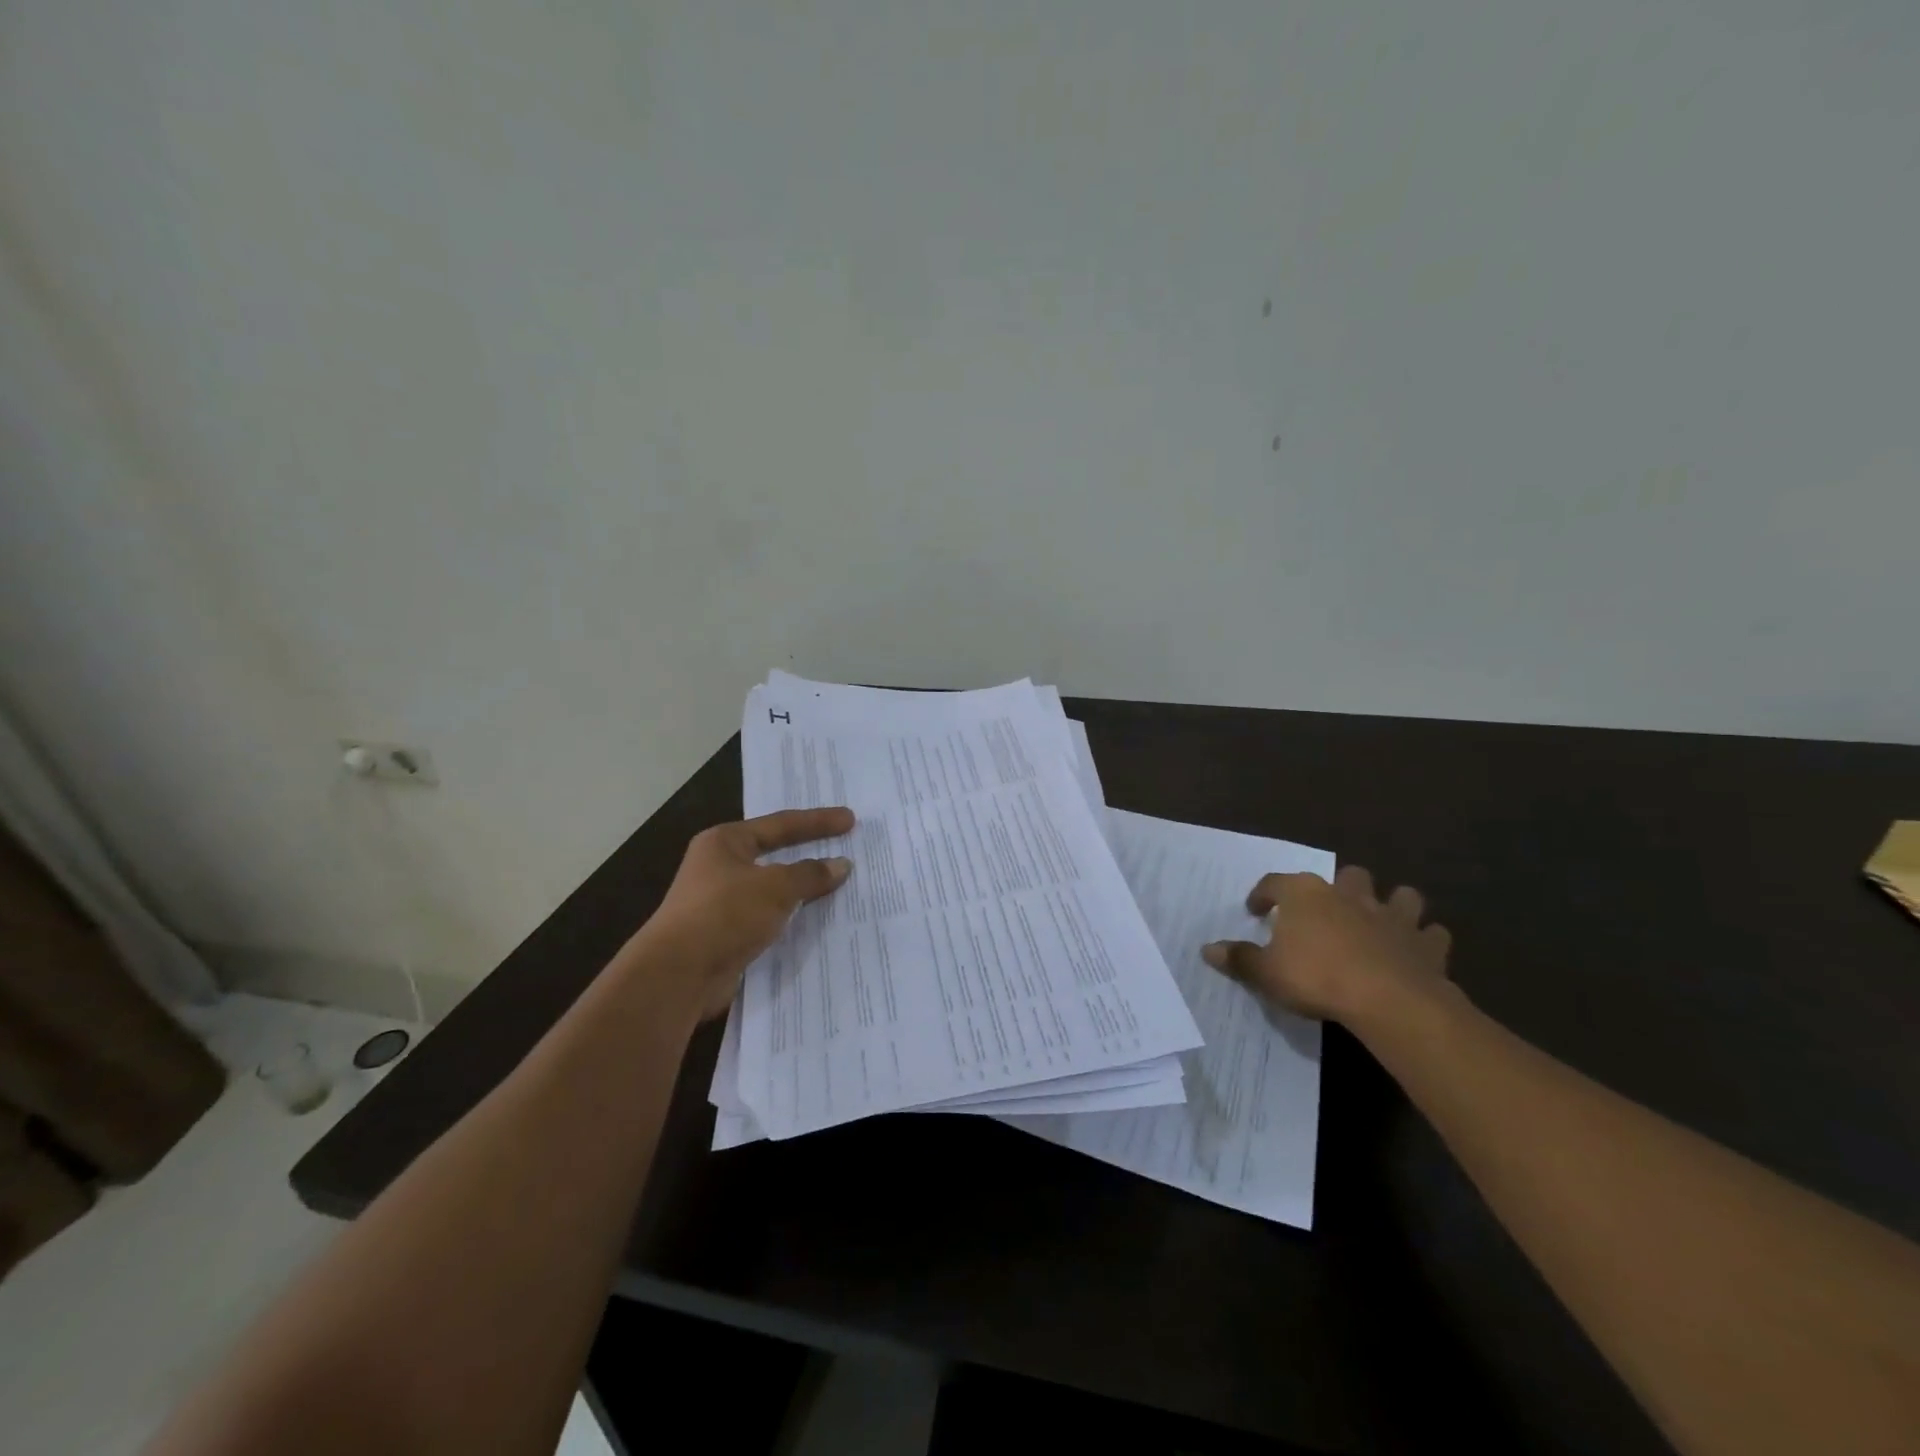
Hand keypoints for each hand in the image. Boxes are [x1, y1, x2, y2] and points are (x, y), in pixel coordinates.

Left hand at [639, 807, 854, 1020]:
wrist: (678, 975)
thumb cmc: (725, 914)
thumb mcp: (776, 887)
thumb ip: (810, 874)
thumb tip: (841, 865)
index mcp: (725, 842)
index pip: (780, 824)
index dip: (818, 822)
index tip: (850, 820)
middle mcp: (720, 867)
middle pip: (775, 854)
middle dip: (809, 853)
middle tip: (844, 847)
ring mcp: (721, 903)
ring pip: (773, 890)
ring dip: (802, 890)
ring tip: (838, 885)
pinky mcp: (726, 935)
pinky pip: (769, 919)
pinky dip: (792, 918)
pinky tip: (816, 922)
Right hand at [1201, 865, 1455, 1026]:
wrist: (1388, 1000)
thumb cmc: (1317, 978)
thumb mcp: (1266, 973)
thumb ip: (1239, 959)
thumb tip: (1207, 950)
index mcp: (1306, 894)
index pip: (1275, 882)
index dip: (1263, 895)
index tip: (1256, 910)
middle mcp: (1350, 895)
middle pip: (1347, 876)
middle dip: (1340, 888)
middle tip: (1329, 913)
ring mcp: (1393, 916)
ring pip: (1400, 895)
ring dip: (1392, 905)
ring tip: (1381, 923)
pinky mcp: (1426, 944)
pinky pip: (1432, 934)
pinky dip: (1425, 941)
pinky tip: (1416, 952)